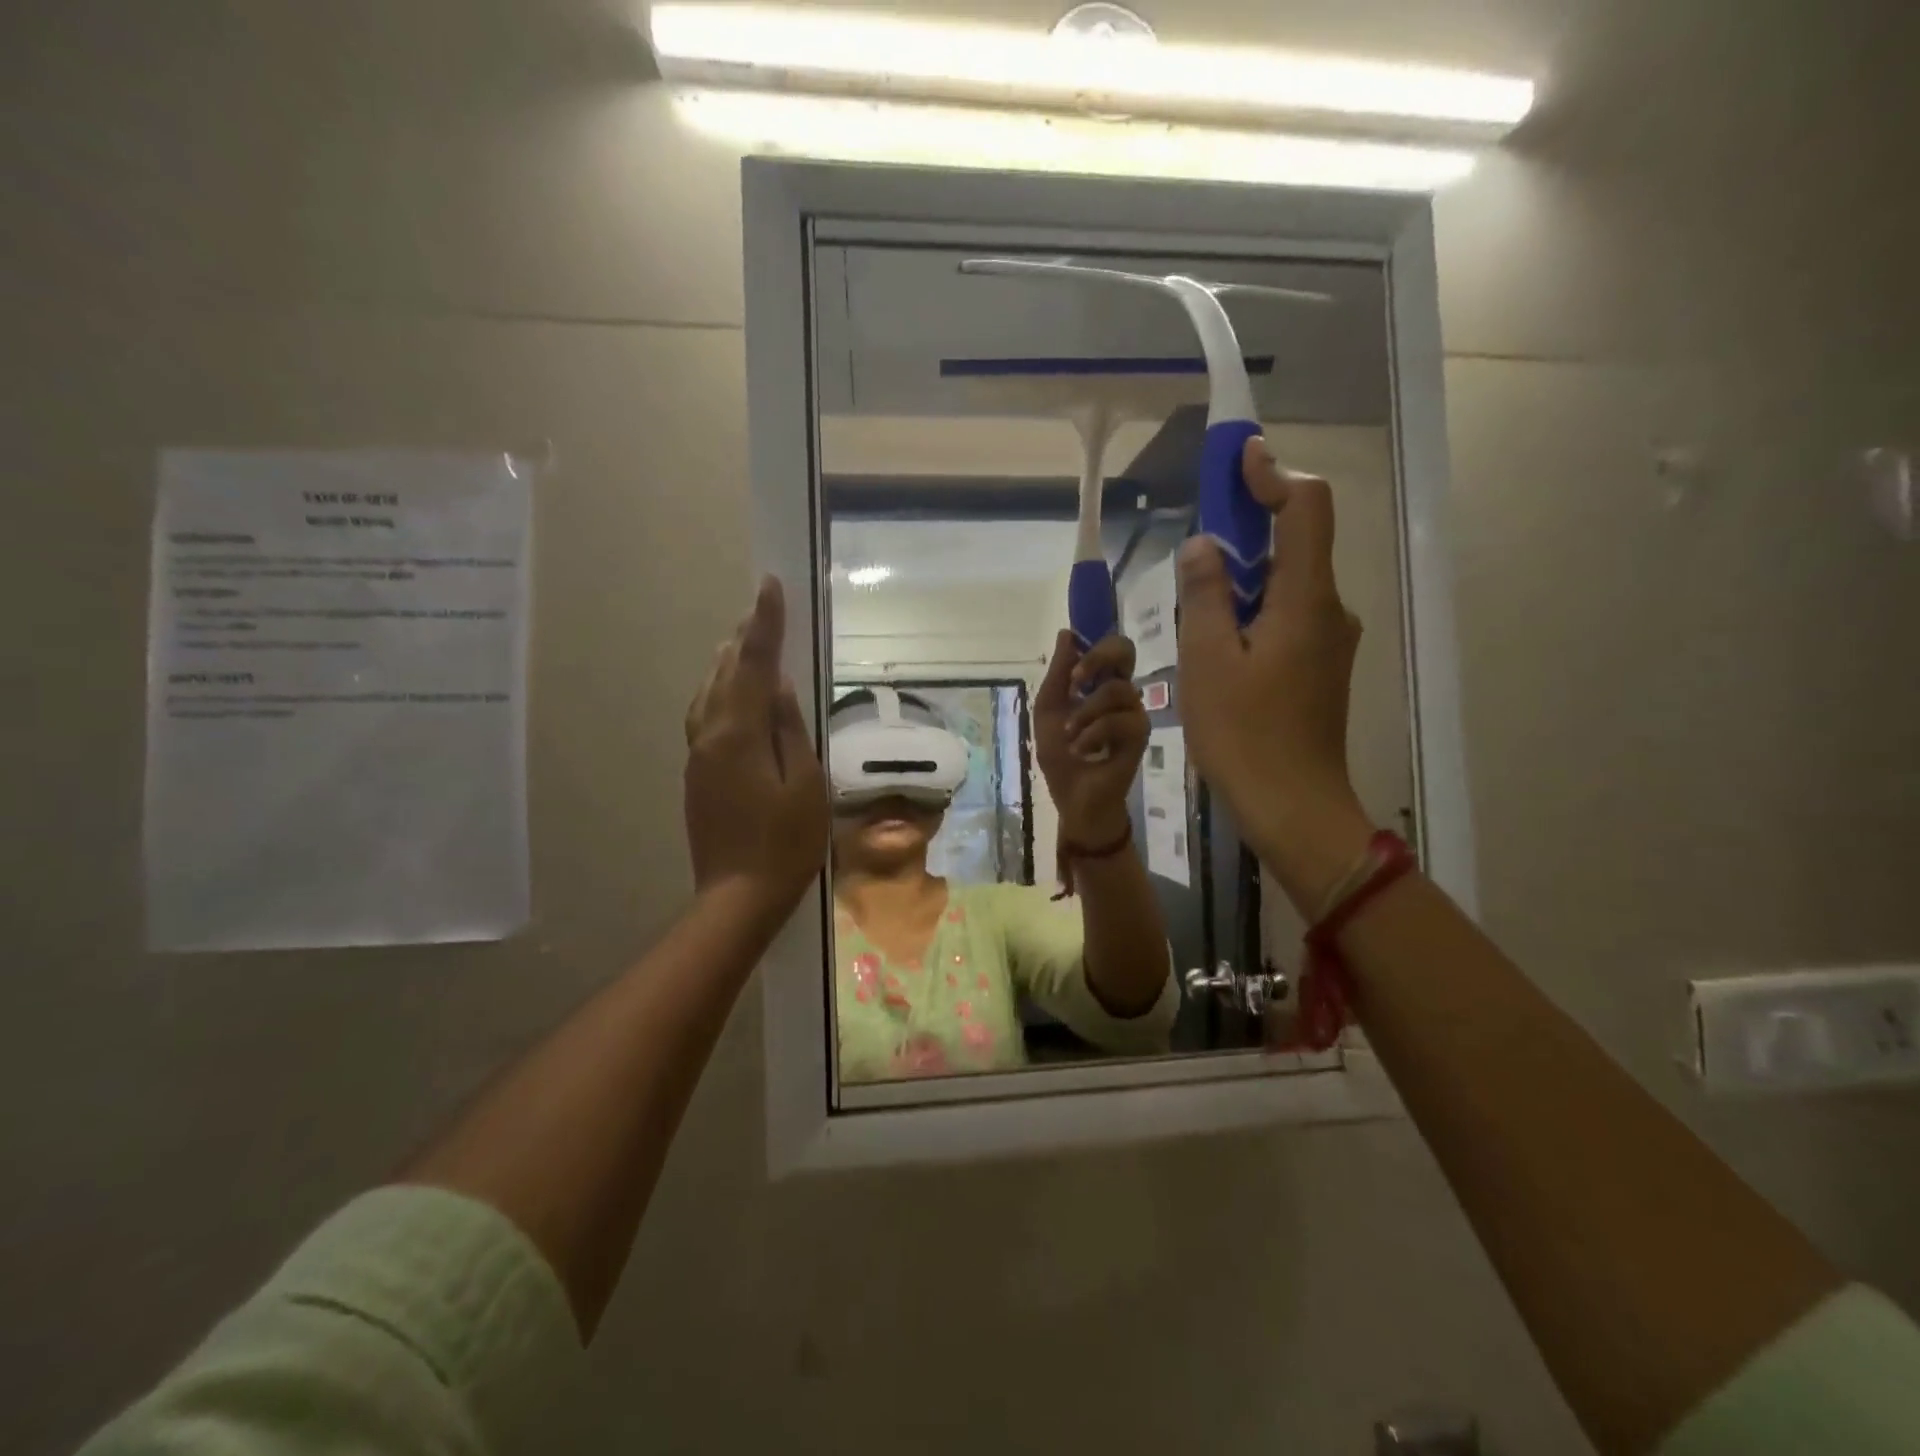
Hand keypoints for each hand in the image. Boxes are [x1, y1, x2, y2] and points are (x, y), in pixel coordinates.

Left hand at [683, 576, 828, 926]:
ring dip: (726, 662)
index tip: (769, 585)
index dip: (764, 624)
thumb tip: (780, 687)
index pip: (753, 665)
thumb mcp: (806, 784)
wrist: (738, 896)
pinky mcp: (696, 774)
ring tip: (744, 642)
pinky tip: (731, 695)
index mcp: (738, 734)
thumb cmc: (786, 843)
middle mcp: (709, 735)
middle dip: (743, 638)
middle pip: (723, 673)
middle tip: (761, 610)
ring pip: (707, 693)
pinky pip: (705, 716)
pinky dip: (719, 691)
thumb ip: (790, 730)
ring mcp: (697, 755)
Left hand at [1033, 630, 1147, 844]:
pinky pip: (1121, 721)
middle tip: (1076, 682)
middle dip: (1098, 659)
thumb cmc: (1061, 756)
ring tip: (1070, 736)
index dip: (1092, 648)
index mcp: (1099, 684)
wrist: (1074, 798)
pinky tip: (1083, 750)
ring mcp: (1133, 713)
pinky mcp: (1140, 736)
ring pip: (1117, 690)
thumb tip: (1067, 633)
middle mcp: (1120, 693)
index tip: (1071, 671)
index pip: (1110, 648)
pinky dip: (1094, 733)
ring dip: (1085, 713)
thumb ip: (1057, 674)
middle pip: (1126, 651)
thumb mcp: (1048, 712)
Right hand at [1176, 437, 1372, 912]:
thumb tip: (1204, 546)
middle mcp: (1329, 610)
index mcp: (1306, 600)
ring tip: (1194, 605)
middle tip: (1197, 541)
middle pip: (1297, 544)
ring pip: (1286, 586)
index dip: (1274, 475)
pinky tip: (1216, 644)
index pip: (1307, 509)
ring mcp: (1329, 642)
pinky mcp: (1318, 668)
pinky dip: (1251, 612)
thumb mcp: (1208, 660)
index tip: (1238, 461)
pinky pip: (1285, 618)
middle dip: (1249, 528)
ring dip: (1243, 578)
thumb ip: (1205, 595)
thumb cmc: (1244, 734)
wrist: (1293, 807)